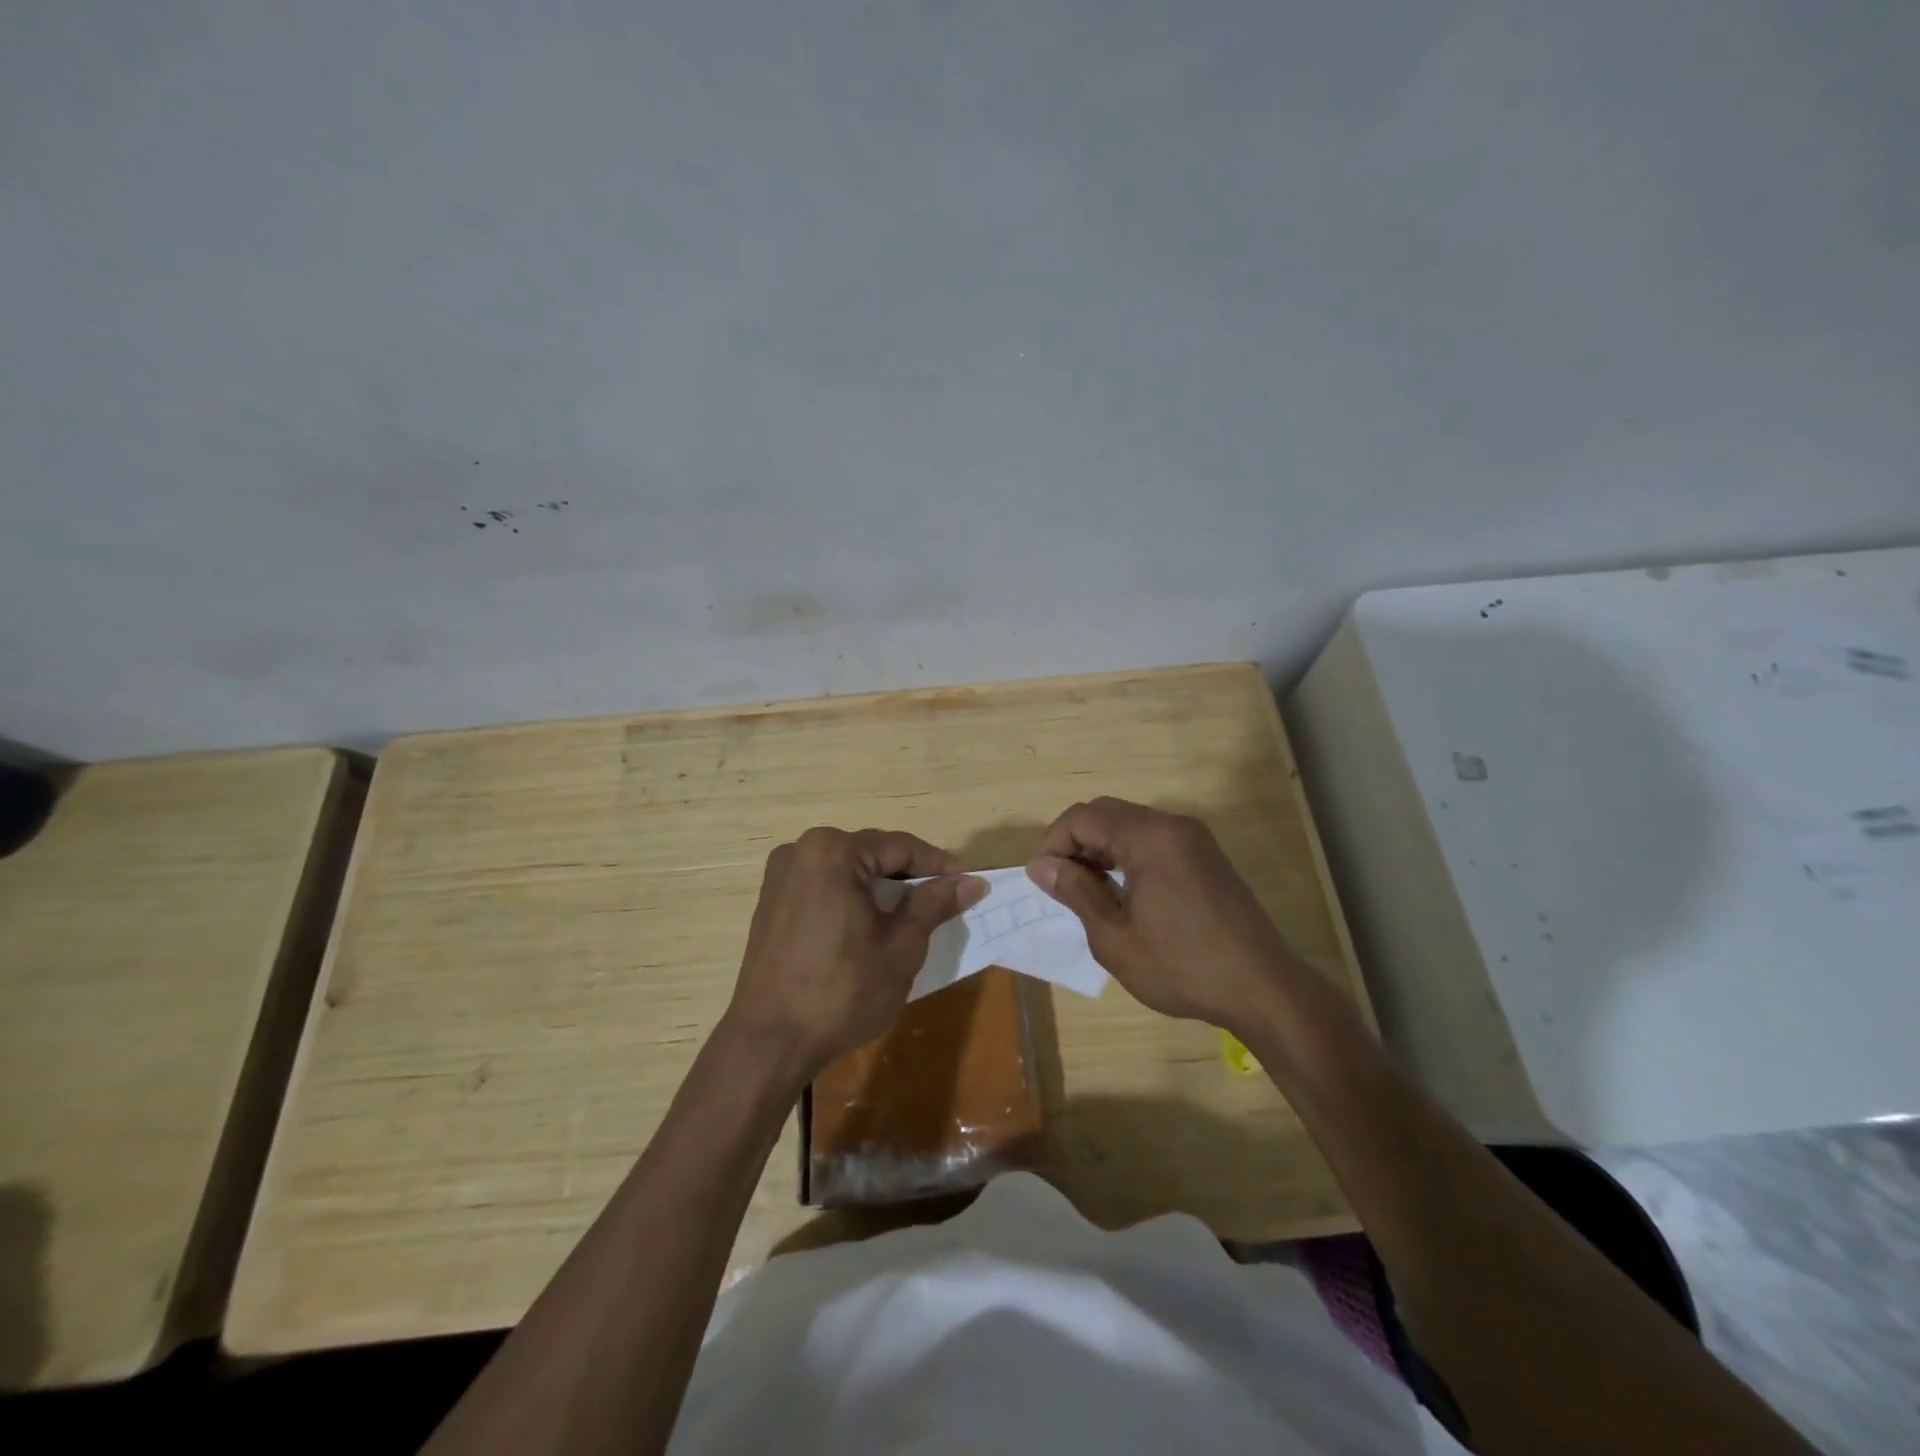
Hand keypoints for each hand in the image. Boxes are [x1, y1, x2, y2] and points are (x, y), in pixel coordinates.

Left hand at [723, 827, 985, 1081]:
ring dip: (879, 887)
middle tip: (944, 899)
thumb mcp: (901, 947)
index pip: (899, 847)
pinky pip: (823, 887)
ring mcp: (780, 876)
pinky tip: (870, 924)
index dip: (938, 865)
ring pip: (846, 870)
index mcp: (833, 852)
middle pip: (870, 854)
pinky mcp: (770, 902)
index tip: (969, 883)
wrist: (769, 1043)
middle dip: (908, 875)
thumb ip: (934, 904)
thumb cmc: (842, 991)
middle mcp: (801, 851)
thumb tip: (972, 882)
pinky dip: (851, 898)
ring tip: (912, 912)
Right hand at [1026, 797, 1302, 1036]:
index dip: (1054, 842)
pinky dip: (1128, 854)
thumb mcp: (1115, 937)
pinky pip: (1154, 839)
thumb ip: (1076, 892)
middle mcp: (1173, 826)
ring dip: (1101, 848)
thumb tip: (1041, 866)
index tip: (1046, 881)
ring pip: (1130, 824)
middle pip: (1107, 812)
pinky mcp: (1206, 856)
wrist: (1263, 988)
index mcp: (1149, 837)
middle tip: (1064, 885)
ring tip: (1090, 892)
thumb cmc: (1182, 967)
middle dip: (1076, 842)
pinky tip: (1124, 891)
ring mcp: (1194, 839)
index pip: (1083, 817)